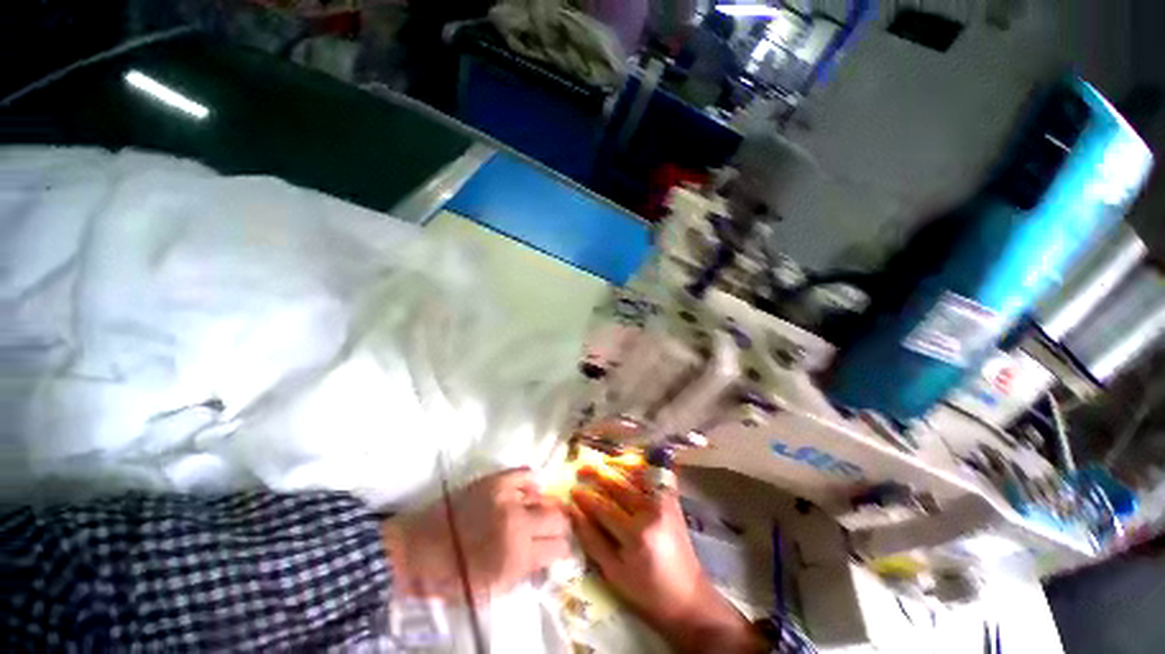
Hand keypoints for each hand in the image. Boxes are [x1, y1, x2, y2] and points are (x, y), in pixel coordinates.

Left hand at [382, 468, 570, 602]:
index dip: (561, 548)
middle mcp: (517, 522)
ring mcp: (506, 497)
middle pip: (557, 518)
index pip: (558, 546)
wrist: (417, 548)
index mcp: (516, 556)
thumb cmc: (453, 576)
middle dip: (558, 527)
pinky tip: (526, 493)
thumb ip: (526, 571)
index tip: (556, 548)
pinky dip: (531, 483)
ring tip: (534, 513)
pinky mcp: (495, 480)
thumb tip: (547, 554)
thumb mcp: (493, 588)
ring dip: (543, 507)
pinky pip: (526, 473)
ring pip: (544, 496)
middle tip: (548, 531)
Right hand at [570, 465, 767, 653]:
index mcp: (636, 533)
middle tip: (581, 468)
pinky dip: (635, 469)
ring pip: (633, 475)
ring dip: (614, 467)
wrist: (689, 597)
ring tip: (600, 463)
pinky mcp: (672, 500)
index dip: (585, 497)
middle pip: (617, 485)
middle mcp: (651, 510)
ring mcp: (664, 502)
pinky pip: (650, 477)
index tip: (571, 489)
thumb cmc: (648, 592)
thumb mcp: (614, 574)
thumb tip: (573, 513)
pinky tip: (624, 467)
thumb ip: (592, 541)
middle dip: (596, 474)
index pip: (603, 507)